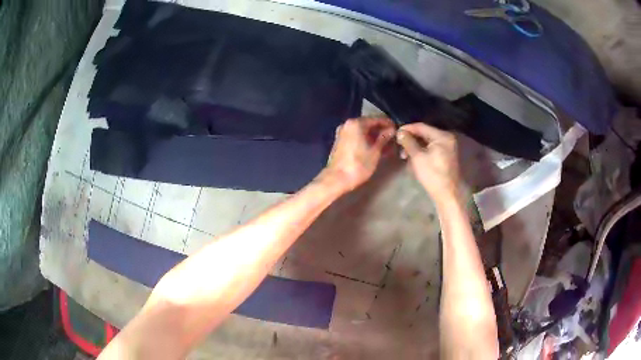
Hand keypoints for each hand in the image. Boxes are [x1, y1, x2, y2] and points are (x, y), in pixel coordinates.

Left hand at [321, 117, 394, 191]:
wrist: (336, 179)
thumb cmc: (358, 165)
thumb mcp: (375, 151)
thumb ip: (384, 138)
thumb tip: (392, 130)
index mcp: (356, 123)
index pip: (377, 119)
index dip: (389, 124)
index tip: (398, 129)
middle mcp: (348, 124)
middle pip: (369, 124)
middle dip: (382, 130)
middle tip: (394, 138)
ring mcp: (343, 132)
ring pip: (363, 131)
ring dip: (375, 136)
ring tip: (387, 144)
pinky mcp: (341, 141)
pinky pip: (357, 136)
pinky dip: (366, 140)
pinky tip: (376, 148)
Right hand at [396, 123, 461, 204]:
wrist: (447, 194)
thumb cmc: (433, 175)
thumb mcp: (418, 157)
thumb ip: (408, 142)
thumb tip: (400, 132)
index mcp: (442, 136)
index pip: (421, 126)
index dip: (407, 129)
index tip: (395, 133)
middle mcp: (446, 138)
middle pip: (424, 133)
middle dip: (410, 139)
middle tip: (399, 146)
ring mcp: (447, 147)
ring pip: (427, 141)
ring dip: (415, 146)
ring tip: (404, 155)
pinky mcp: (446, 155)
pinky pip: (431, 148)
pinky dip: (422, 151)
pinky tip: (413, 158)